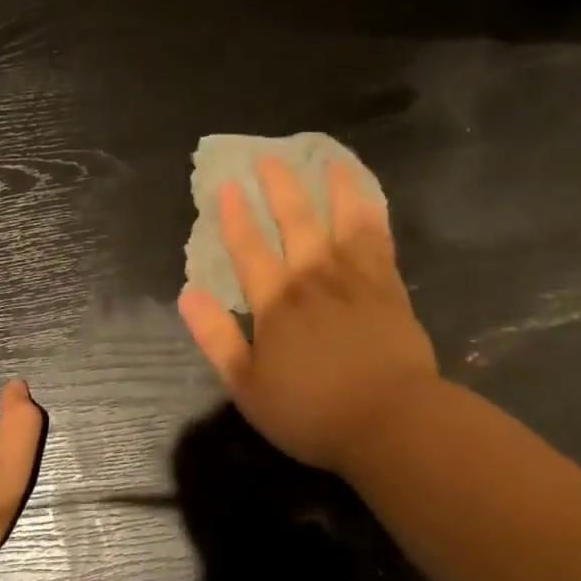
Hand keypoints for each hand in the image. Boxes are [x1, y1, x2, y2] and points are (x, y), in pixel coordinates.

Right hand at [178, 156, 438, 477]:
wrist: (392, 423)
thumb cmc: (312, 411)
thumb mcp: (246, 385)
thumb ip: (216, 337)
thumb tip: (188, 294)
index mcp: (276, 304)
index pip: (249, 250)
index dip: (236, 217)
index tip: (226, 185)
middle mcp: (314, 280)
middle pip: (295, 223)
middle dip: (279, 189)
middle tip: (269, 158)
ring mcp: (356, 281)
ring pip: (342, 222)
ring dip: (333, 189)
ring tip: (329, 160)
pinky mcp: (390, 289)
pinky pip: (379, 240)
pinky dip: (371, 214)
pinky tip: (369, 198)